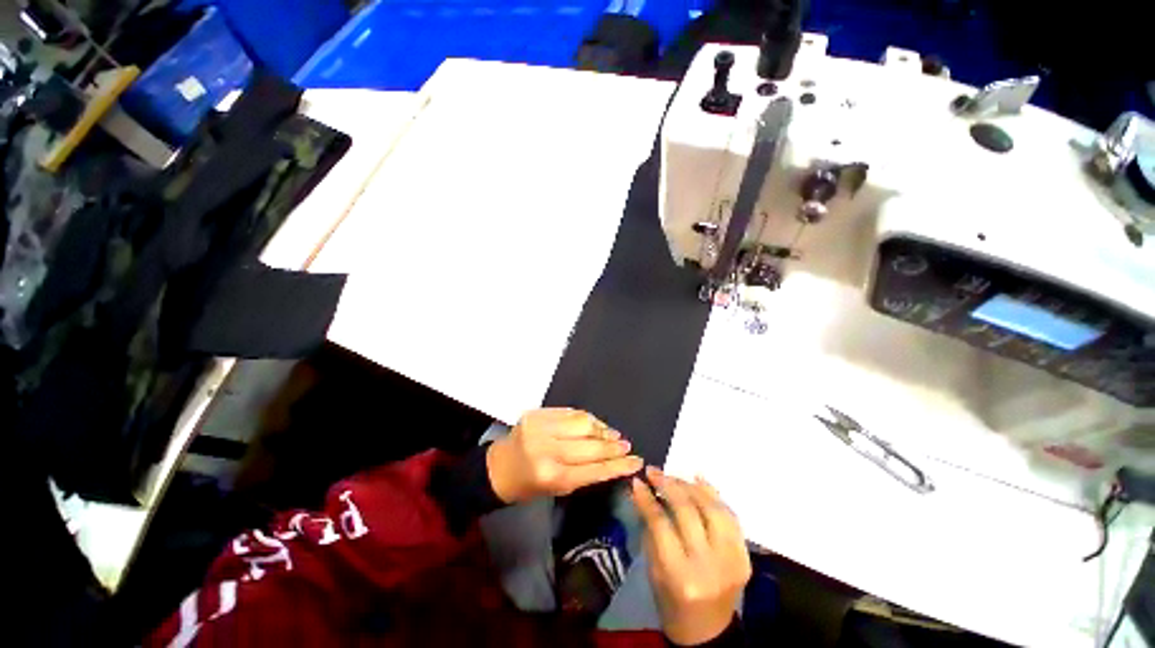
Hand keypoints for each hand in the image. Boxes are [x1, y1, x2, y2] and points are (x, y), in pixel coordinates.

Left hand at [486, 408, 642, 503]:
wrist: (498, 467)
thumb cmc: (528, 486)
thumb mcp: (557, 489)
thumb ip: (584, 474)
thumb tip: (612, 460)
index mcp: (552, 476)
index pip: (595, 469)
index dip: (619, 465)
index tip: (636, 461)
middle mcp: (547, 450)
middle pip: (592, 445)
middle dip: (614, 446)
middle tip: (627, 446)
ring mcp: (541, 427)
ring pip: (583, 422)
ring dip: (602, 428)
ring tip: (613, 434)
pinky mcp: (537, 413)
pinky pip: (570, 412)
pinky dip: (586, 418)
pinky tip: (596, 424)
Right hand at [631, 467, 750, 646]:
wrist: (707, 631)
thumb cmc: (671, 601)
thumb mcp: (653, 568)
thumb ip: (651, 528)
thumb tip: (643, 491)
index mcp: (680, 575)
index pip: (661, 524)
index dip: (648, 499)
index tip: (637, 481)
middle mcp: (708, 565)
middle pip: (688, 512)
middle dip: (668, 485)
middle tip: (654, 471)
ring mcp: (731, 560)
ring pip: (712, 509)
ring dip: (690, 487)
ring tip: (674, 476)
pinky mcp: (744, 556)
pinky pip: (730, 517)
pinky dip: (714, 495)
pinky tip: (699, 479)